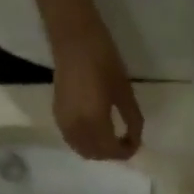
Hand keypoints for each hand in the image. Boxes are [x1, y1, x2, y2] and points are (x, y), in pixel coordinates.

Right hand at [51, 21, 143, 160]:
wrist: (73, 38)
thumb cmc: (103, 59)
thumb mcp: (124, 91)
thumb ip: (132, 120)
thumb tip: (136, 139)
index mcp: (94, 123)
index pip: (112, 151)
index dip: (126, 151)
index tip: (136, 142)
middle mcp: (77, 129)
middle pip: (96, 155)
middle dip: (112, 153)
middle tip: (125, 141)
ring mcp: (64, 124)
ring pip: (83, 150)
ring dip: (98, 151)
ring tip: (111, 138)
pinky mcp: (58, 115)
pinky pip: (72, 140)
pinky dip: (85, 143)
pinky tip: (94, 132)